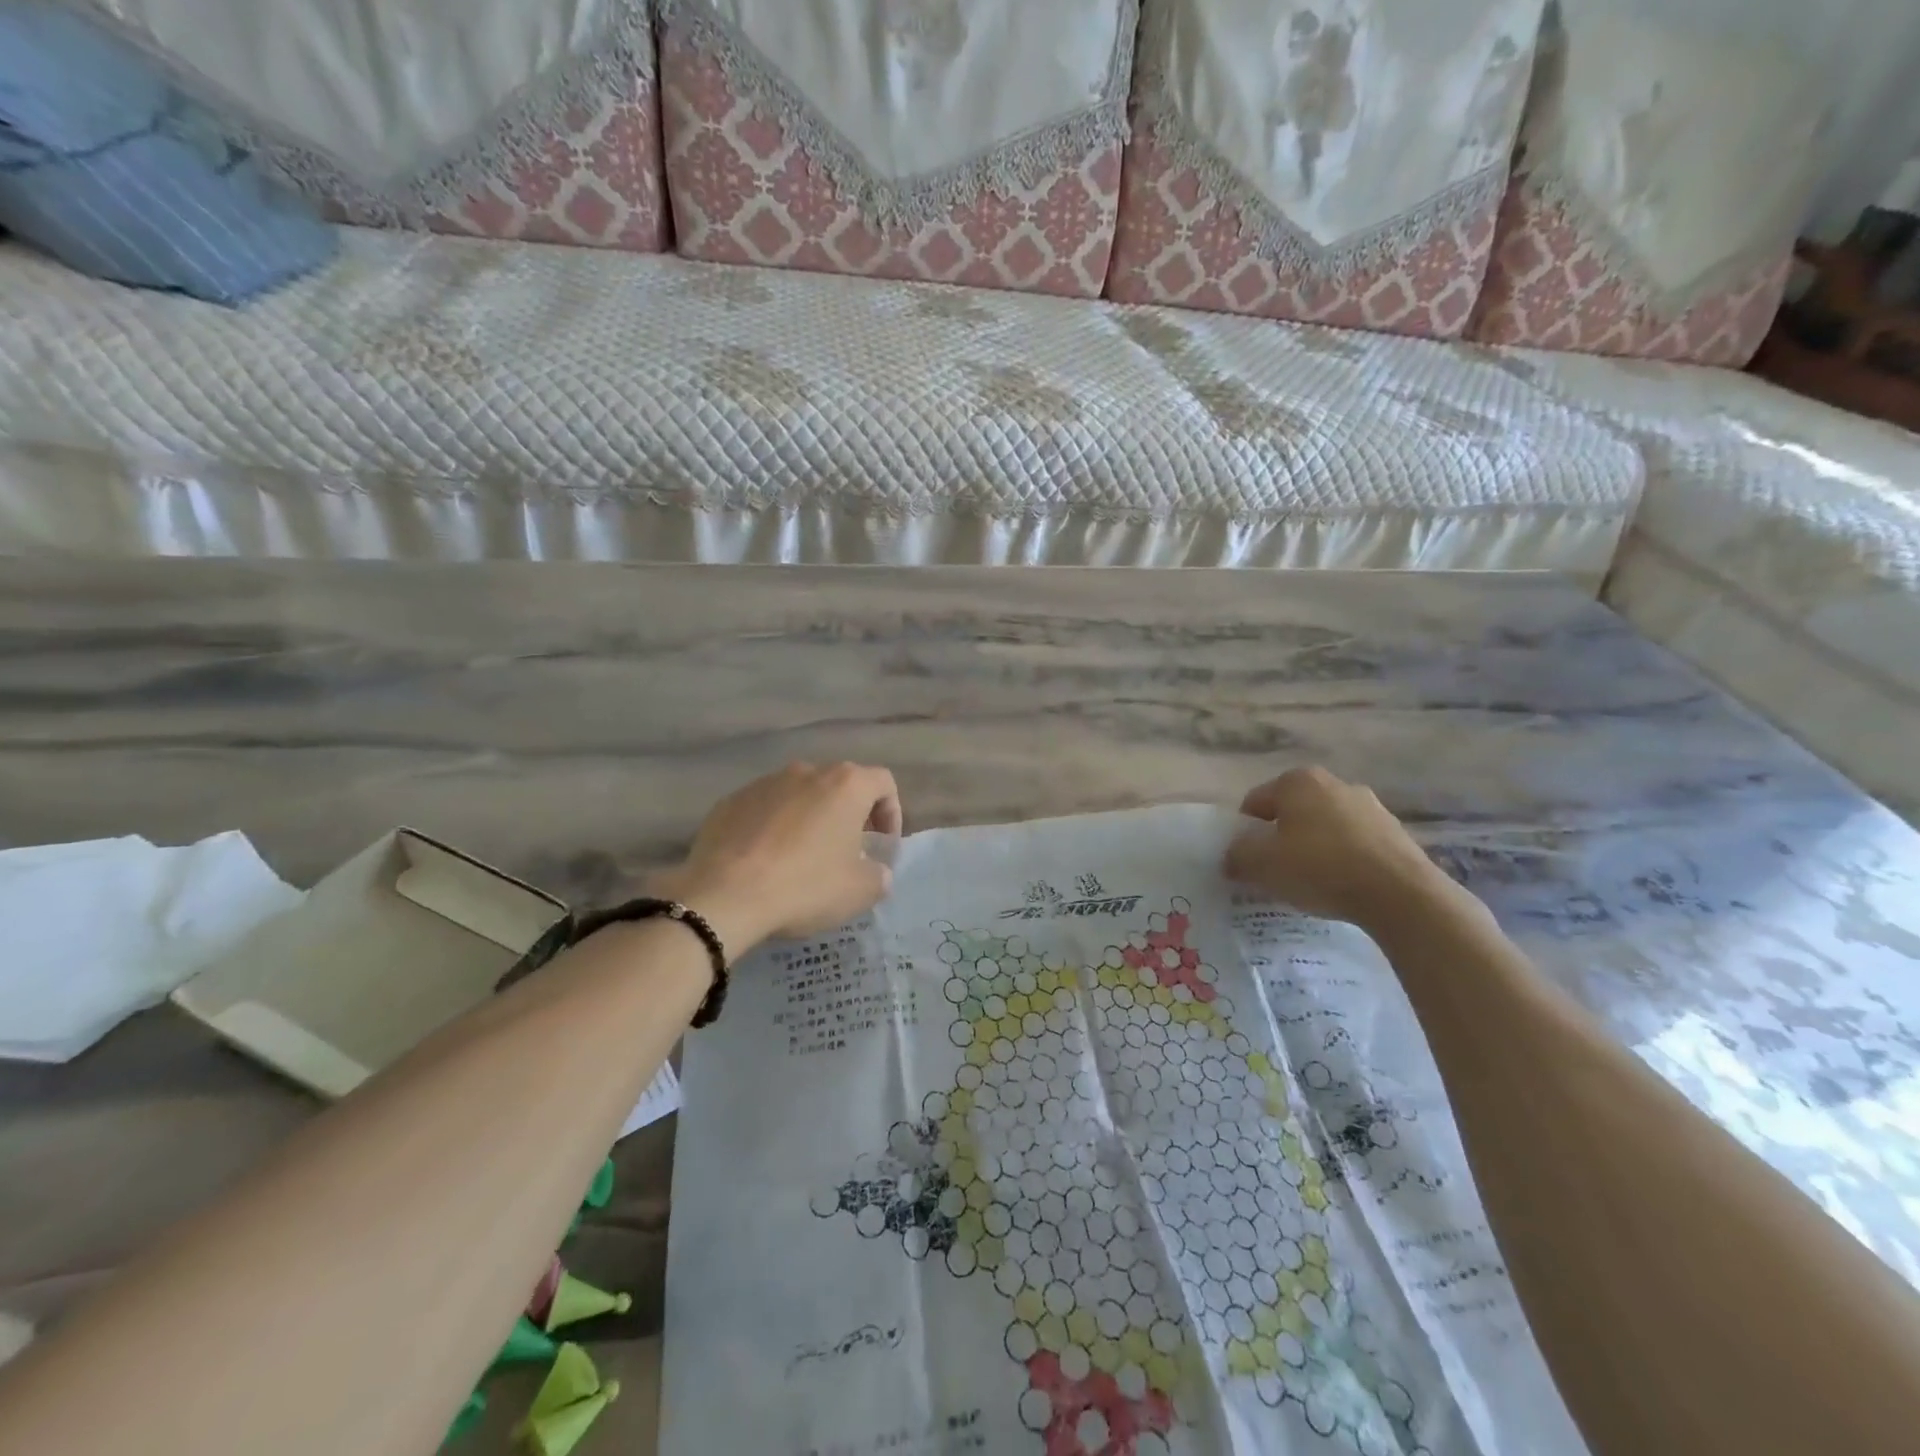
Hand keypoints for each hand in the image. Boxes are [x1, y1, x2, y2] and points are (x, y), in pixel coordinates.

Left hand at [655, 762, 901, 950]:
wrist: (724, 895)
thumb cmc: (805, 886)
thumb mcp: (860, 891)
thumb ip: (879, 874)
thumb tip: (875, 870)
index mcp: (846, 785)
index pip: (883, 783)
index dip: (891, 812)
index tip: (881, 845)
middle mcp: (806, 771)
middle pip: (839, 785)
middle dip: (849, 815)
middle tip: (846, 852)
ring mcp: (764, 783)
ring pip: (799, 795)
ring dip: (809, 819)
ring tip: (802, 857)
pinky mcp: (730, 801)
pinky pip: (764, 809)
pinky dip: (772, 827)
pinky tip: (765, 862)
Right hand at [1224, 766, 1453, 930]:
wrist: (1401, 895)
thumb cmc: (1320, 868)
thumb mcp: (1261, 864)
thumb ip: (1237, 855)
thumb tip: (1232, 856)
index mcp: (1297, 781)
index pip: (1254, 803)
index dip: (1243, 833)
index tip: (1246, 862)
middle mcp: (1334, 783)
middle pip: (1291, 813)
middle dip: (1279, 839)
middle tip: (1274, 873)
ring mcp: (1370, 806)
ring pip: (1324, 828)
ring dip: (1312, 849)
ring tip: (1310, 884)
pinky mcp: (1395, 833)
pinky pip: (1354, 845)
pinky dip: (1342, 861)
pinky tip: (1340, 888)